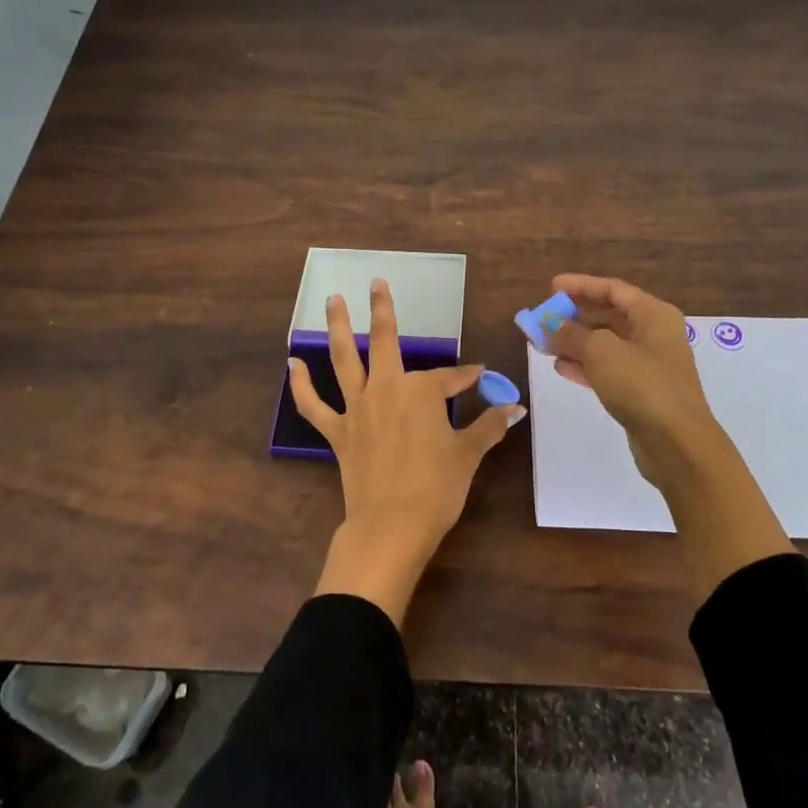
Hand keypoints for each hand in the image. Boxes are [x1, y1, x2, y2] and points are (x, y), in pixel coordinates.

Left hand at [291, 278, 523, 624]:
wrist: (392, 526)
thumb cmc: (437, 487)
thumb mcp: (469, 454)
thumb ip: (490, 426)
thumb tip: (516, 408)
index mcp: (422, 392)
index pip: (449, 378)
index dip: (466, 377)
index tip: (479, 375)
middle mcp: (387, 389)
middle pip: (385, 341)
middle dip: (383, 310)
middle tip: (376, 282)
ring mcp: (357, 409)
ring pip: (345, 359)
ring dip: (338, 327)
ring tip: (332, 300)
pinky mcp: (337, 432)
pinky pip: (313, 405)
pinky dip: (301, 385)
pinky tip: (292, 363)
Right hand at [544, 274, 717, 460]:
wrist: (676, 443)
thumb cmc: (641, 384)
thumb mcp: (601, 351)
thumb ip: (572, 333)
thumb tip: (550, 322)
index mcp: (653, 315)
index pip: (613, 290)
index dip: (581, 286)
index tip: (551, 287)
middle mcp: (655, 335)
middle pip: (609, 316)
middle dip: (574, 317)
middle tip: (543, 318)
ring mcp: (649, 365)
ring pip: (606, 345)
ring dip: (575, 342)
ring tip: (543, 343)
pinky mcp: (641, 392)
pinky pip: (608, 370)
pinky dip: (585, 366)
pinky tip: (560, 367)